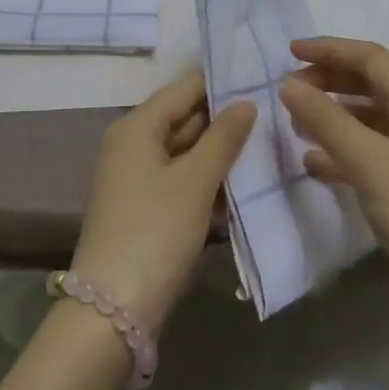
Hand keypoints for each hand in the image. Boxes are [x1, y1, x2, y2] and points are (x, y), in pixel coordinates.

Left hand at [71, 71, 255, 332]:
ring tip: (269, 144)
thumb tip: (246, 103)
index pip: (184, 88)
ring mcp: (139, 178)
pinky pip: (183, 180)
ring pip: (187, 151)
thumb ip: (223, 138)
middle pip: (185, 118)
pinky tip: (243, 185)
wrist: (112, 310)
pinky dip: (208, 181)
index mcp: (137, 127)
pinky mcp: (147, 208)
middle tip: (275, 113)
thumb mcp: (195, 181)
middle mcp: (133, 144)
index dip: (221, 83)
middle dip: (226, 120)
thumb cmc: (155, 232)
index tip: (262, 78)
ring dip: (221, 153)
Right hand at [280, 37, 388, 334]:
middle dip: (329, 81)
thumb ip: (327, 120)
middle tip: (290, 89)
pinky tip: (314, 164)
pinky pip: (370, 155)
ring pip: (368, 121)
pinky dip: (341, 152)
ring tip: (295, 123)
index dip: (330, 49)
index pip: (371, 59)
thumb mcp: (370, 162)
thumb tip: (288, 83)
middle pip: (370, 85)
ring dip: (332, 116)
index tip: (289, 52)